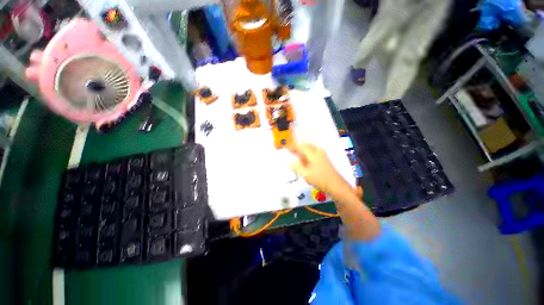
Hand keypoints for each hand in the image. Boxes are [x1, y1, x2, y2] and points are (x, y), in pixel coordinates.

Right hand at [289, 143, 345, 194]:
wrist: (335, 185)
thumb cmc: (319, 178)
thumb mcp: (305, 173)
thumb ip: (296, 167)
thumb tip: (288, 162)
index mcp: (312, 153)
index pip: (300, 146)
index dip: (293, 146)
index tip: (287, 148)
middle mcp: (318, 151)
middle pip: (306, 144)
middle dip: (298, 146)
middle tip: (292, 150)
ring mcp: (323, 154)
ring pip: (311, 147)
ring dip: (304, 149)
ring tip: (298, 154)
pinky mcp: (325, 159)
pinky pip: (315, 151)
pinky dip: (309, 152)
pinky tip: (307, 159)